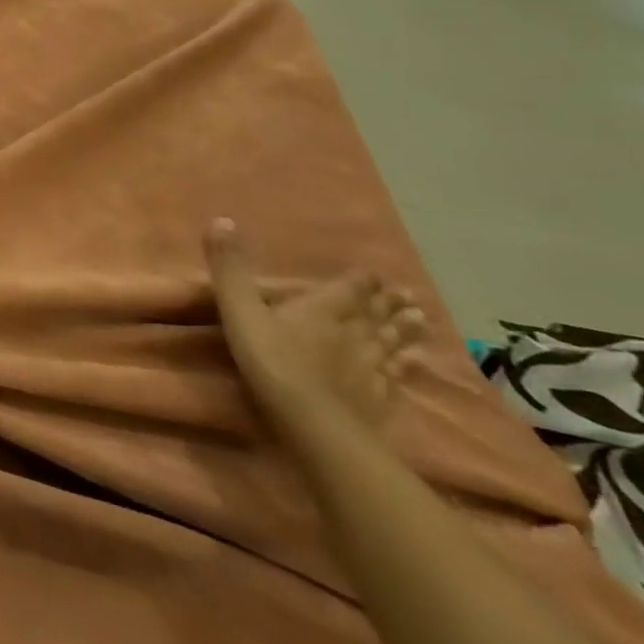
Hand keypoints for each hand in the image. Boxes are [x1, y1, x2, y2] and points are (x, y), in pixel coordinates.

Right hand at [206, 217, 426, 440]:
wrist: (314, 423)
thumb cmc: (272, 360)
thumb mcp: (240, 309)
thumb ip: (230, 268)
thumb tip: (222, 219)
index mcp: (324, 309)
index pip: (350, 289)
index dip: (362, 280)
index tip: (376, 274)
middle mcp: (355, 333)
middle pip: (377, 315)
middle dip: (390, 304)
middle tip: (409, 295)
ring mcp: (372, 368)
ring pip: (393, 344)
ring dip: (406, 332)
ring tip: (421, 322)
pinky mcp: (379, 398)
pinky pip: (396, 377)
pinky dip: (405, 368)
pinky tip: (410, 367)